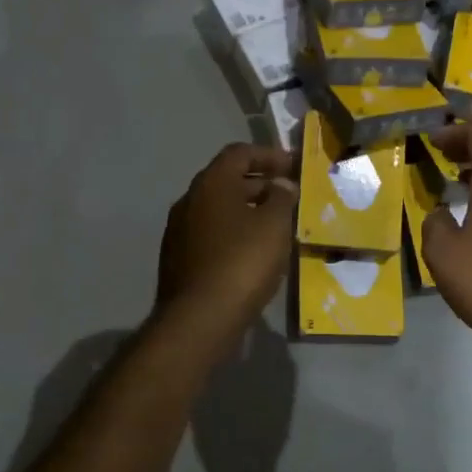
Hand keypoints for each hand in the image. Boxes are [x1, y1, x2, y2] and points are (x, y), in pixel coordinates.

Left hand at [155, 143, 297, 348]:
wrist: (200, 318)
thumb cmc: (242, 262)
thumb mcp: (274, 225)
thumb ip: (281, 198)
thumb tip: (281, 184)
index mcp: (211, 184)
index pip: (239, 153)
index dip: (269, 155)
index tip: (293, 167)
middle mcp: (189, 200)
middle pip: (227, 181)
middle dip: (260, 185)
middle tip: (289, 197)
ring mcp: (179, 231)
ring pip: (218, 210)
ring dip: (247, 211)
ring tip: (276, 226)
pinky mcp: (179, 259)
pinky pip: (211, 235)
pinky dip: (233, 234)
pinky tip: (253, 253)